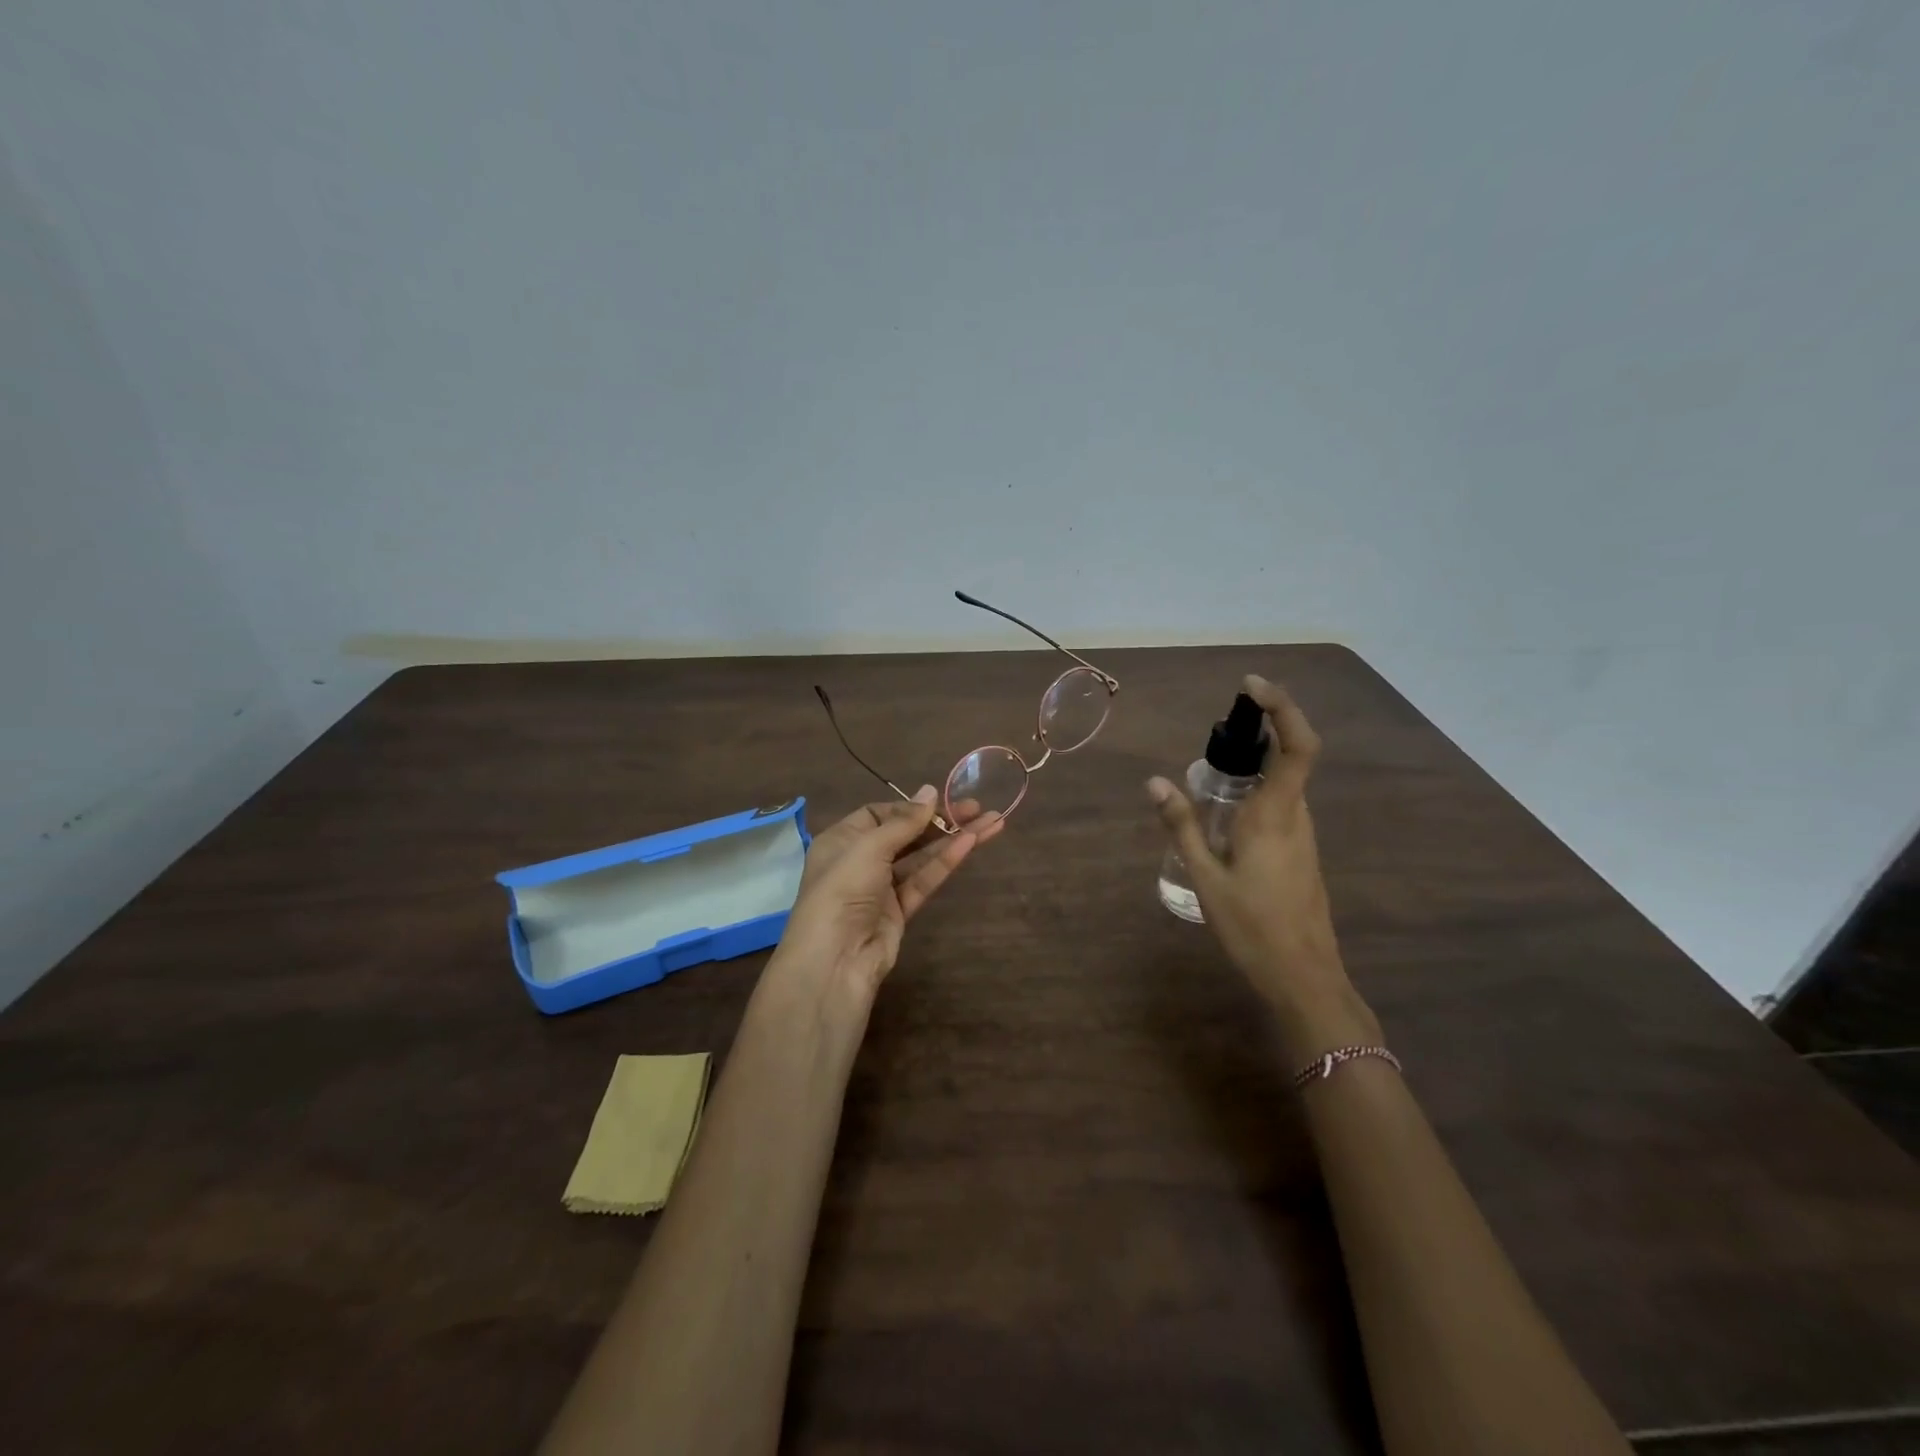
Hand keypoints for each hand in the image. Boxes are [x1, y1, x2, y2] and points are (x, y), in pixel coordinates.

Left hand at [778, 787, 1000, 1000]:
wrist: (835, 959)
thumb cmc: (842, 889)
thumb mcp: (869, 847)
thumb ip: (904, 822)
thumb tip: (931, 791)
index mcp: (841, 840)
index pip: (878, 814)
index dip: (909, 807)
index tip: (939, 801)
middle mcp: (860, 861)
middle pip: (905, 834)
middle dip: (940, 820)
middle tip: (977, 807)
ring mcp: (881, 888)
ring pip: (921, 857)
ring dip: (953, 839)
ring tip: (991, 822)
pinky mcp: (900, 911)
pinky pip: (925, 880)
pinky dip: (946, 862)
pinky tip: (971, 843)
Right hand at [1148, 676, 1378, 1061]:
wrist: (1304, 978)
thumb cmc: (1252, 927)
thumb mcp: (1205, 877)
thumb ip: (1180, 826)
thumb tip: (1154, 781)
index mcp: (1275, 815)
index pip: (1297, 746)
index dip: (1282, 708)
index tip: (1251, 688)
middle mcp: (1296, 817)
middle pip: (1290, 757)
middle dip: (1259, 732)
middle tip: (1218, 732)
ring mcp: (1303, 836)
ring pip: (1284, 784)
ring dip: (1256, 765)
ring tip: (1210, 776)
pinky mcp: (1301, 853)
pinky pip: (1280, 807)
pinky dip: (1256, 793)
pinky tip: (1224, 819)